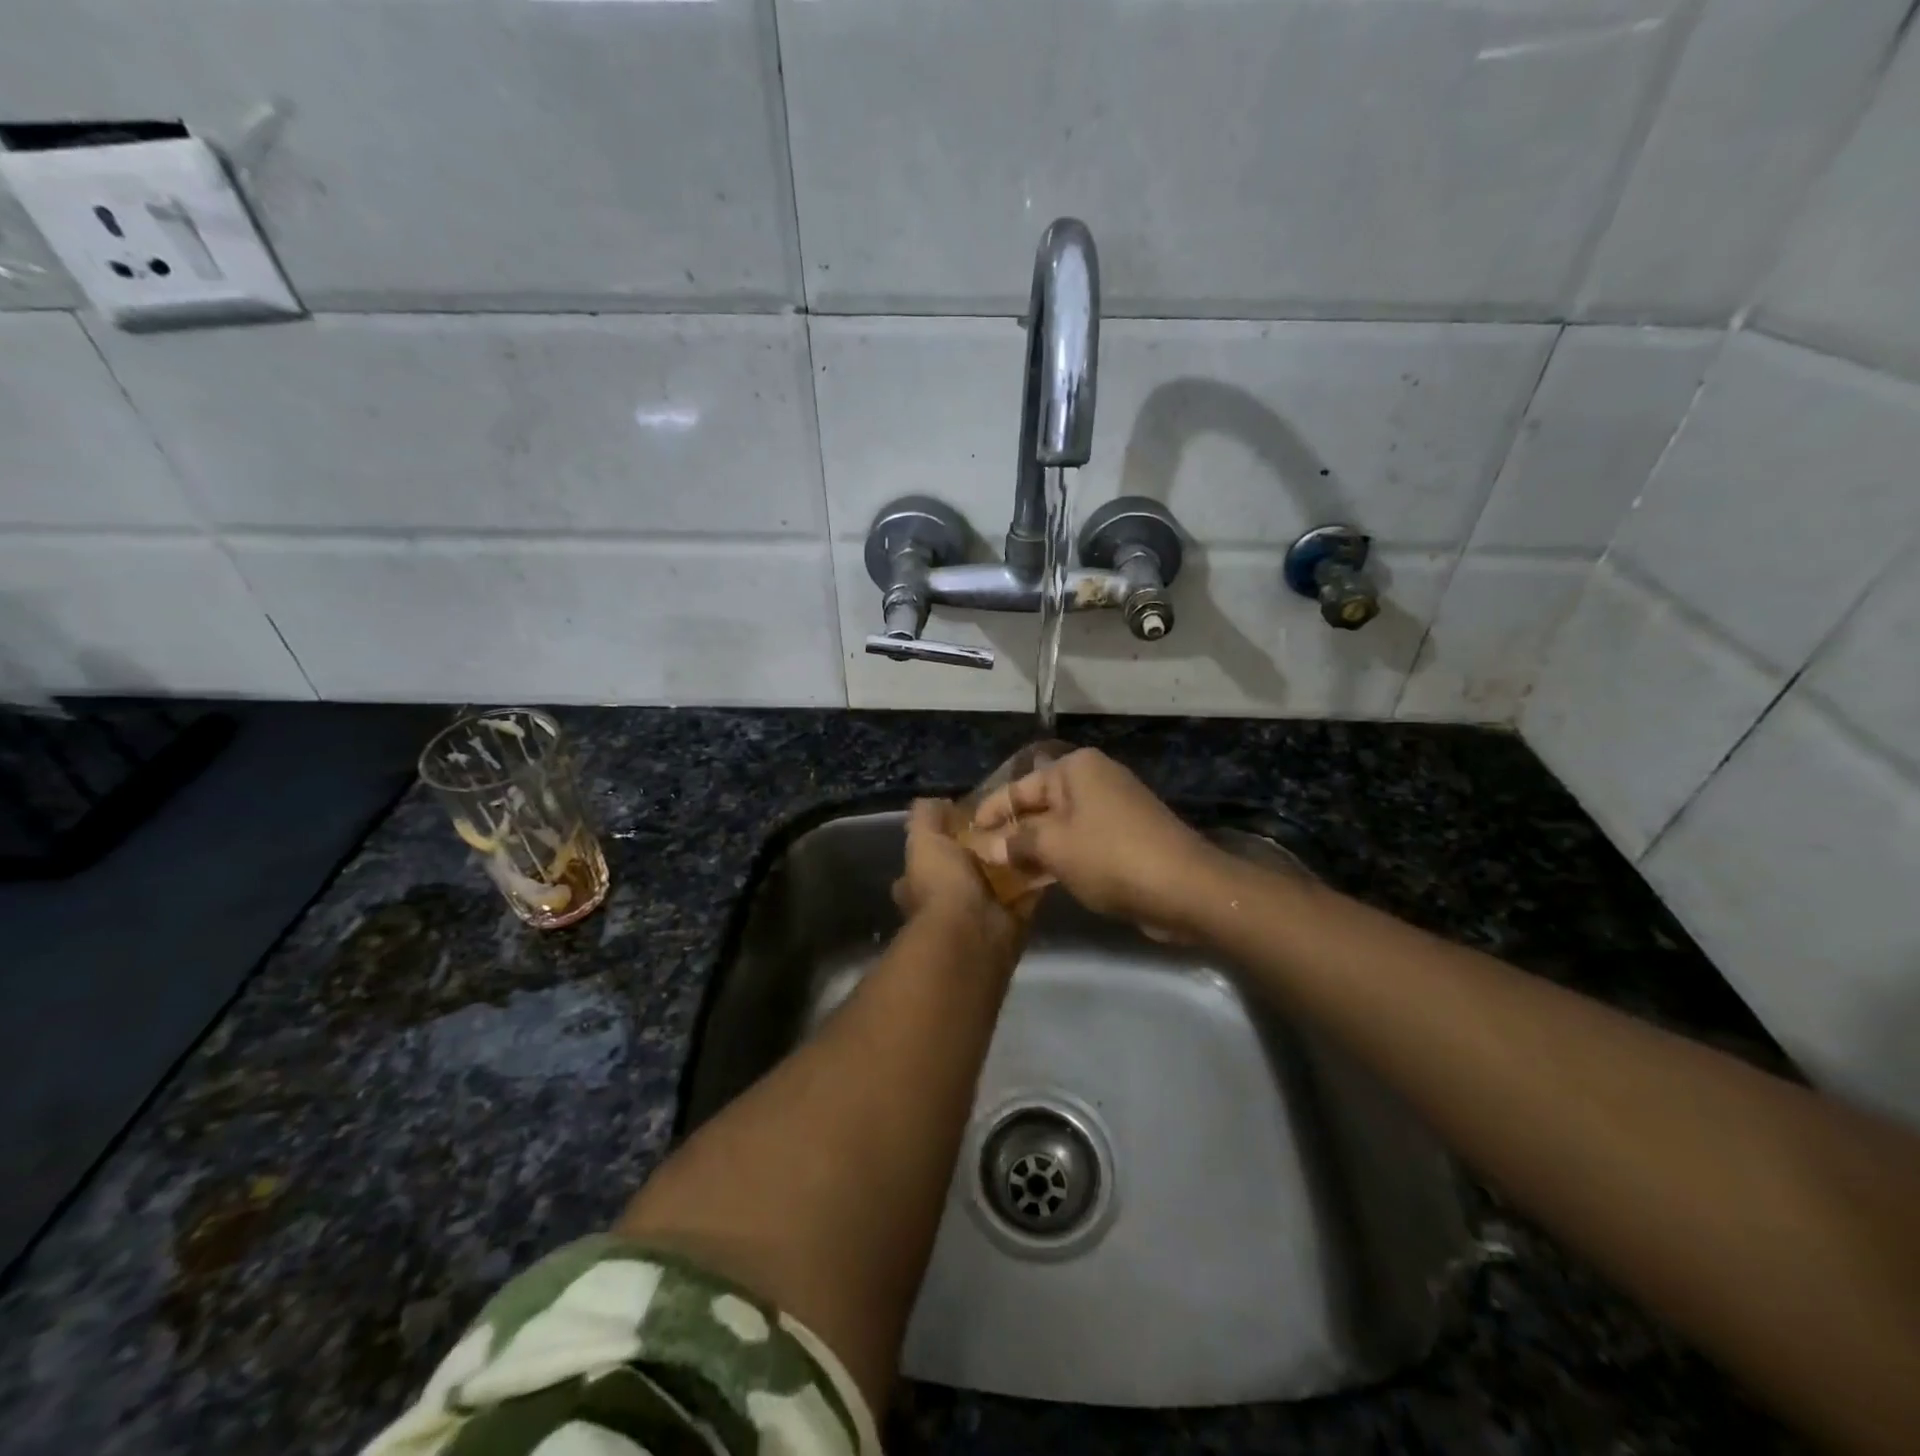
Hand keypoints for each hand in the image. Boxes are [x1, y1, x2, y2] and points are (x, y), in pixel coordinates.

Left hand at [892, 798, 1029, 945]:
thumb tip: (938, 801)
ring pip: (999, 880)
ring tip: (1035, 831)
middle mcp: (948, 900)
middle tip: (1010, 821)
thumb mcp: (924, 840)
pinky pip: (1027, 894)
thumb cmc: (941, 884)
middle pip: (969, 868)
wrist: (971, 933)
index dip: (945, 837)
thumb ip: (926, 817)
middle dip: (985, 850)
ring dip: (1014, 862)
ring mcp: (980, 914)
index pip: (931, 855)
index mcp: (921, 882)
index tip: (967, 818)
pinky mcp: (1012, 921)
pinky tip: (1050, 854)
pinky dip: (1037, 879)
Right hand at [970, 748, 1229, 939]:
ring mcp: (1113, 808)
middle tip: (980, 858)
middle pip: (1040, 805)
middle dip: (1011, 832)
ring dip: (1034, 849)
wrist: (1185, 888)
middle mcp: (1094, 780)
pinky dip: (1059, 857)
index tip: (965, 835)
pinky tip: (1038, 881)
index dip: (990, 812)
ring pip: (1060, 826)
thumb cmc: (1110, 857)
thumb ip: (1016, 843)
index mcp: (1075, 769)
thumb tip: (986, 847)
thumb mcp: (1054, 848)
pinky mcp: (1126, 837)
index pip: (1018, 787)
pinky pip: (1080, 842)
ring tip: (1002, 875)